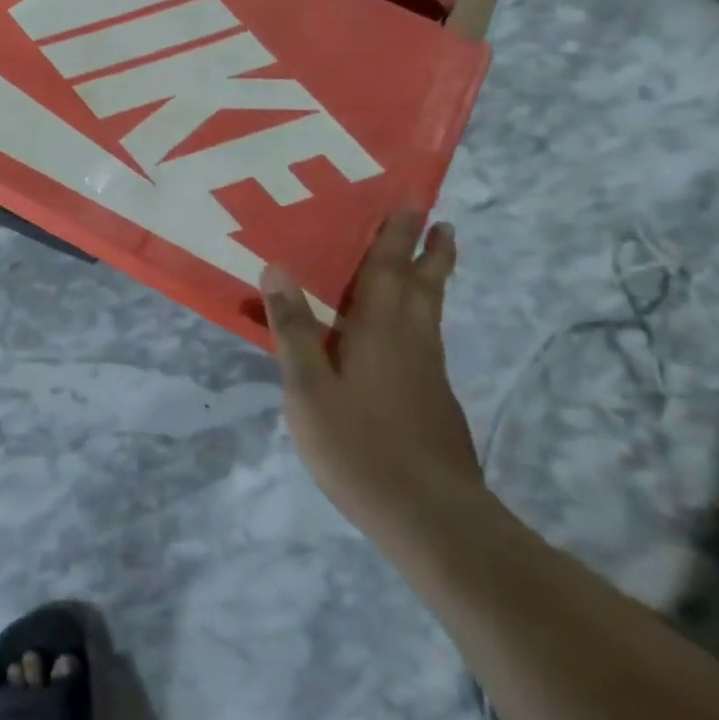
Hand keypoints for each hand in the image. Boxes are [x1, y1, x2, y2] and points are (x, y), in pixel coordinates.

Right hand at [261, 209, 482, 540]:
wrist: (432, 518)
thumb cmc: (359, 446)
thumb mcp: (307, 388)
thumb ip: (294, 329)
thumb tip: (277, 268)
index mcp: (379, 329)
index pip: (387, 268)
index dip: (397, 233)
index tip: (411, 201)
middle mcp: (411, 340)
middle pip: (424, 284)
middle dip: (431, 251)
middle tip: (440, 222)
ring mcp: (429, 372)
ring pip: (431, 312)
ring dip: (432, 280)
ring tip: (432, 262)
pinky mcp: (436, 401)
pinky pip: (426, 339)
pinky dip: (421, 316)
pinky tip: (407, 335)